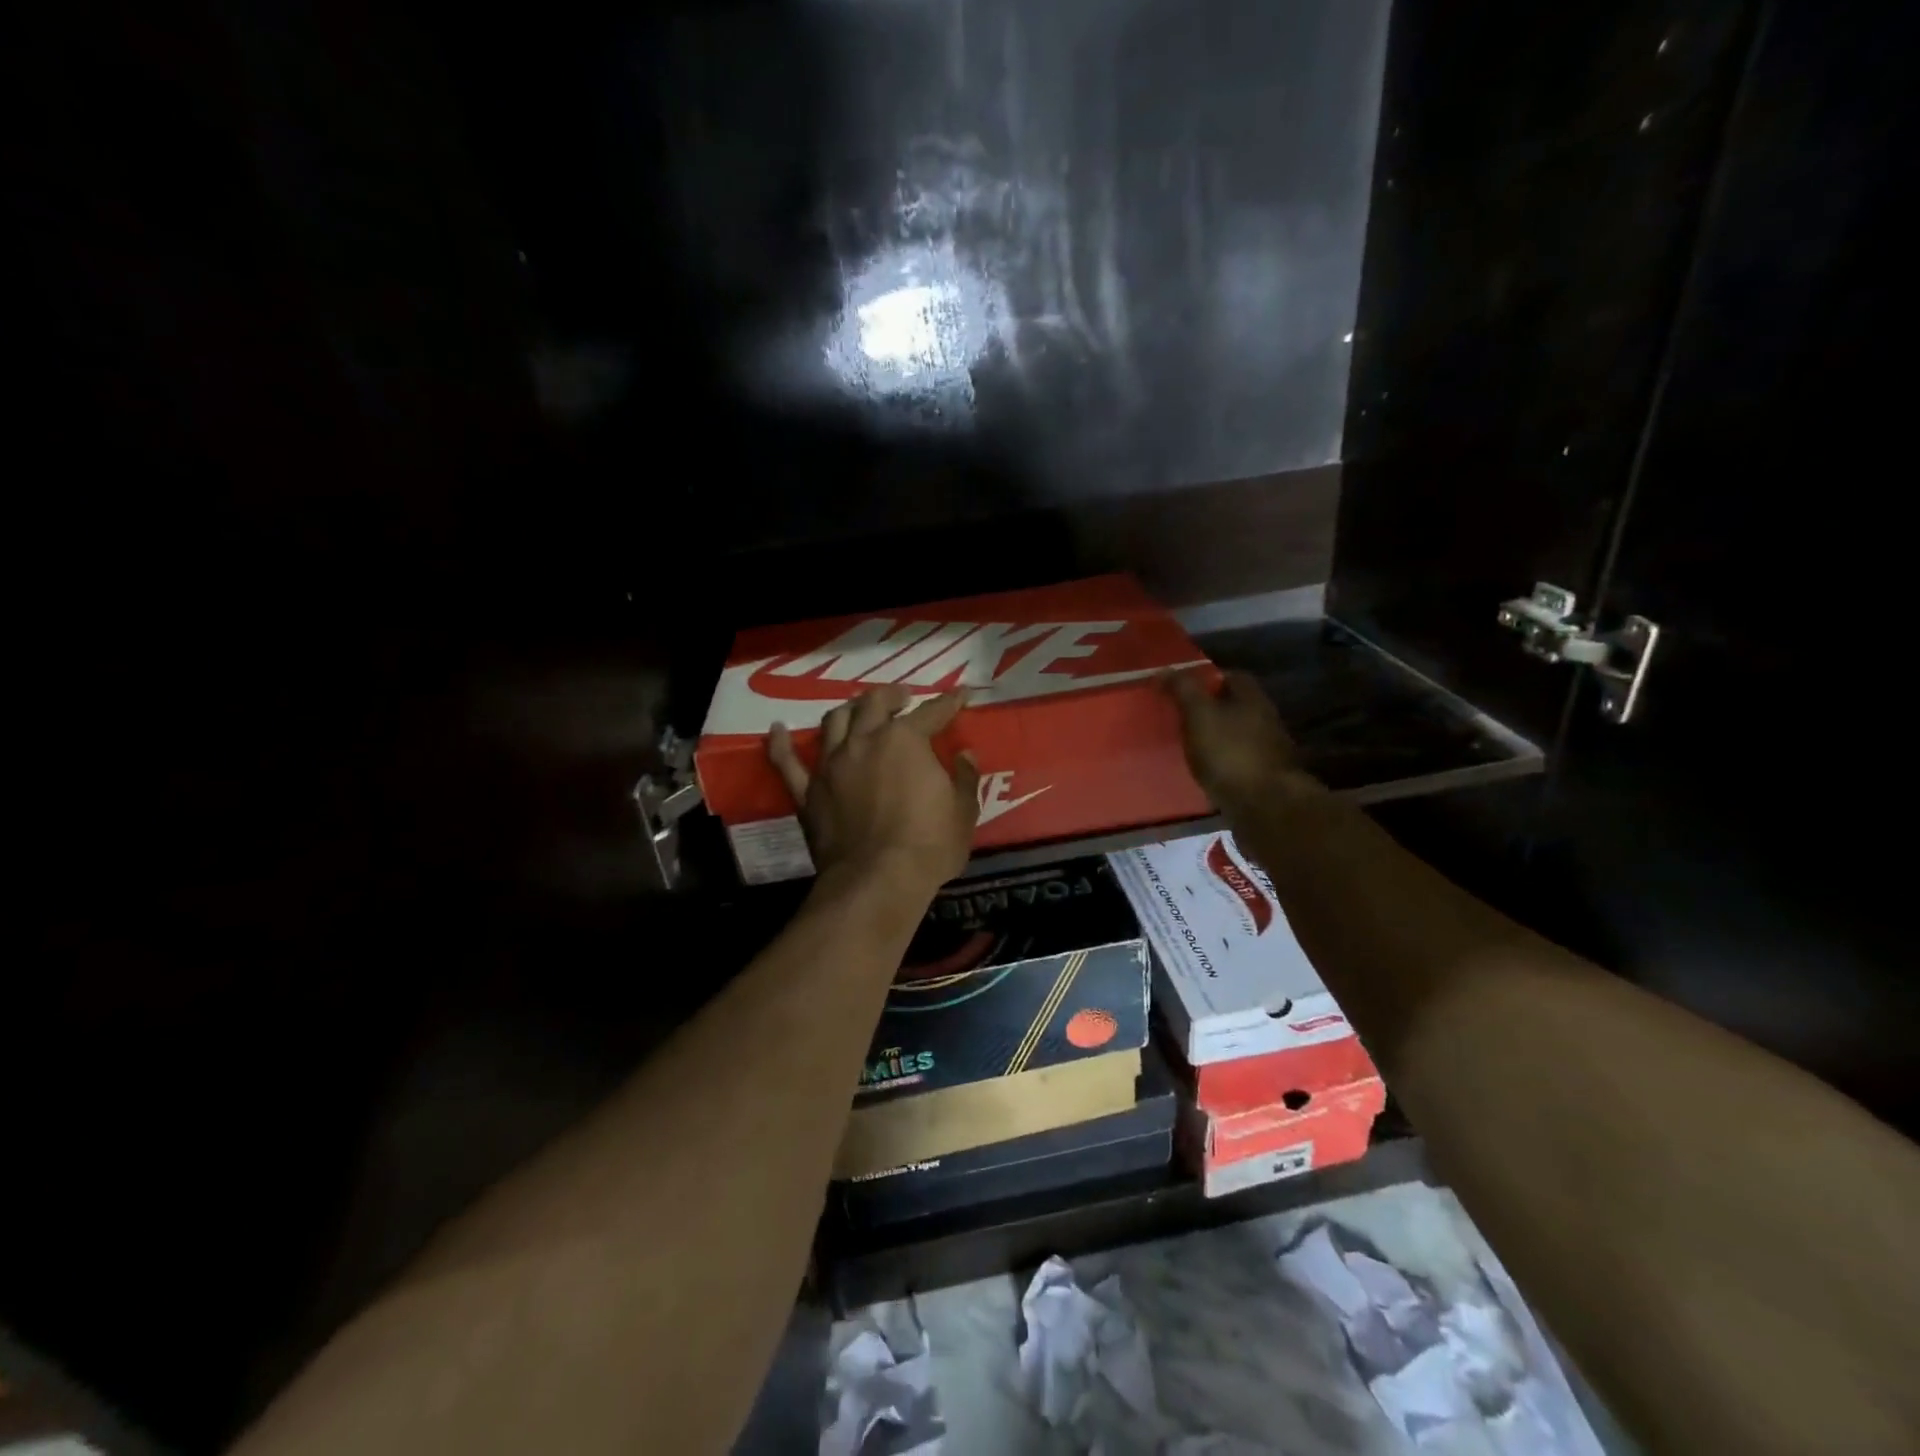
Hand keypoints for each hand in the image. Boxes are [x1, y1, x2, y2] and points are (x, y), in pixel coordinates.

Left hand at [767, 686, 979, 892]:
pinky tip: (778, 730)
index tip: (961, 695)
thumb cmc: (928, 845)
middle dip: (892, 696)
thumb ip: (965, 778)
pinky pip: (786, 762)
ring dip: (849, 709)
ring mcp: (831, 764)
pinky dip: (781, 743)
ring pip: (835, 721)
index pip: (931, 712)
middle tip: (903, 698)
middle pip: (874, 704)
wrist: (877, 880)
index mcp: (905, 741)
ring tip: (858, 709)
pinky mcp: (807, 791)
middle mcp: (864, 741)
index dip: (949, 702)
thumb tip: (964, 755)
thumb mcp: (963, 812)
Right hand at [1163, 668, 1309, 808]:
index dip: (1207, 678)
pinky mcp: (1264, 777)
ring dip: (1217, 736)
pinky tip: (1206, 770)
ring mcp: (1268, 750)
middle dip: (1211, 708)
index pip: (1231, 676)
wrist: (1265, 806)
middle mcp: (1266, 719)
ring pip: (1237, 734)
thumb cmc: (1229, 753)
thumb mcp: (1199, 715)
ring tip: (1189, 744)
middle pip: (1236, 705)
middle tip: (1181, 716)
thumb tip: (1163, 669)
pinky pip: (1238, 760)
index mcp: (1252, 698)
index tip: (1182, 687)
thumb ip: (1183, 690)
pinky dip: (1222, 761)